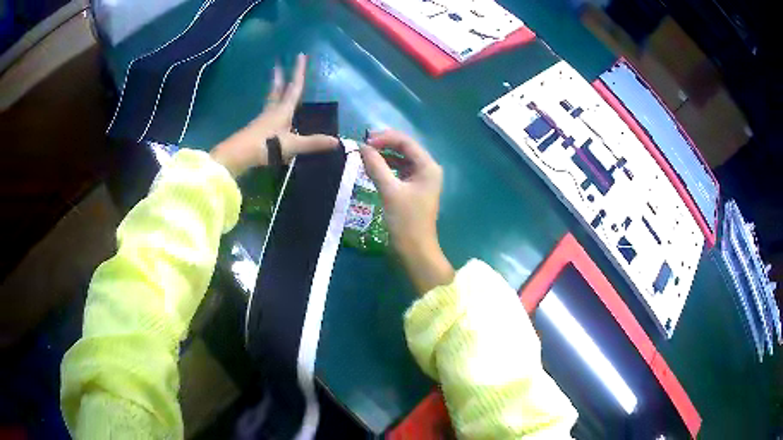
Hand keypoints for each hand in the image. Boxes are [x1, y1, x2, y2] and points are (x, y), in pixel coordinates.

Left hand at [210, 53, 337, 176]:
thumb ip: (313, 143)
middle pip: (278, 90)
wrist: (239, 155)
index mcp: (283, 110)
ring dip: (274, 90)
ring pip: (271, 100)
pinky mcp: (256, 129)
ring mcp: (263, 119)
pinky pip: (267, 113)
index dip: (299, 71)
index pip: (294, 87)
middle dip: (280, 77)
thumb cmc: (267, 146)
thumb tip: (337, 141)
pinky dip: (271, 107)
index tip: (301, 55)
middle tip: (277, 64)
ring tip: (275, 84)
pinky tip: (271, 113)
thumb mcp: (292, 145)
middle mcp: (273, 111)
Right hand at [360, 130, 453, 293]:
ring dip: (384, 155)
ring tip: (365, 154)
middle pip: (405, 148)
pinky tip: (372, 167)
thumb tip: (362, 147)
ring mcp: (421, 179)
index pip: (406, 142)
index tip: (364, 141)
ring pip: (401, 159)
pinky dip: (386, 167)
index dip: (385, 138)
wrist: (415, 250)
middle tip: (362, 145)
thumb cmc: (406, 221)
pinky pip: (399, 171)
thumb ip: (376, 166)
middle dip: (384, 144)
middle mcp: (427, 169)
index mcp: (428, 167)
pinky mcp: (413, 189)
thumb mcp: (390, 191)